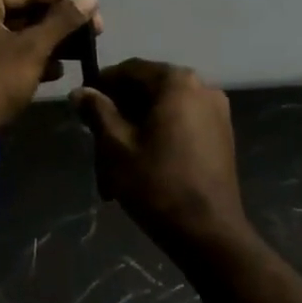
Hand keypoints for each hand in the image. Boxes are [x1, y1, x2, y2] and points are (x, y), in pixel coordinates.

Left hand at [0, 0, 101, 131]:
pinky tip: (56, 72)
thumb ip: (62, 21)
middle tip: (91, 35)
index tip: (94, 11)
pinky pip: (7, 55)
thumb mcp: (32, 49)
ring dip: (48, 44)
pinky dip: (31, 60)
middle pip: (23, 13)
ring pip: (17, 36)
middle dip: (58, 25)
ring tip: (80, 54)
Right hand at [72, 60, 246, 250]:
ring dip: (137, 129)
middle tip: (97, 142)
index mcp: (176, 82)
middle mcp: (202, 87)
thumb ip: (97, 112)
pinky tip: (142, 165)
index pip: (130, 70)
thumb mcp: (116, 146)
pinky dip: (159, 136)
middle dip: (120, 113)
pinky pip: (181, 123)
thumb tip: (80, 91)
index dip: (102, 85)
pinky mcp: (221, 135)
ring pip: (163, 110)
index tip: (83, 107)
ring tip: (115, 163)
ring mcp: (216, 111)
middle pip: (148, 89)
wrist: (209, 233)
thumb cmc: (157, 184)